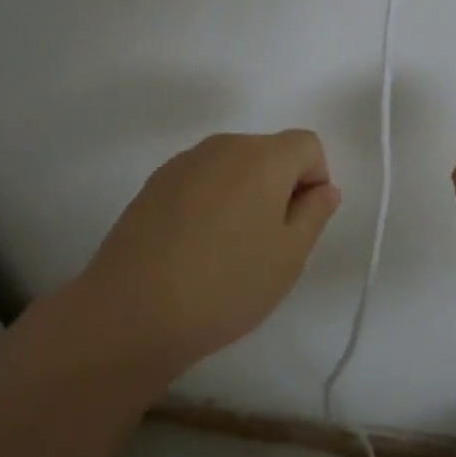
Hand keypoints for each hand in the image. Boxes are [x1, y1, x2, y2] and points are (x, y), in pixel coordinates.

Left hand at [79, 130, 340, 374]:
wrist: (131, 311)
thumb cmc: (225, 285)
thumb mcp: (289, 257)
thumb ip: (315, 213)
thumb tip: (324, 188)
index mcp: (264, 156)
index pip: (307, 145)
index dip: (314, 180)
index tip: (298, 225)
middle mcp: (225, 145)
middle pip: (269, 152)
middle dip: (278, 186)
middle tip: (266, 242)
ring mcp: (185, 161)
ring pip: (233, 166)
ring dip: (243, 193)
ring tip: (226, 249)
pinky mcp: (155, 182)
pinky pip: (200, 180)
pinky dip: (209, 201)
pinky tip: (193, 247)